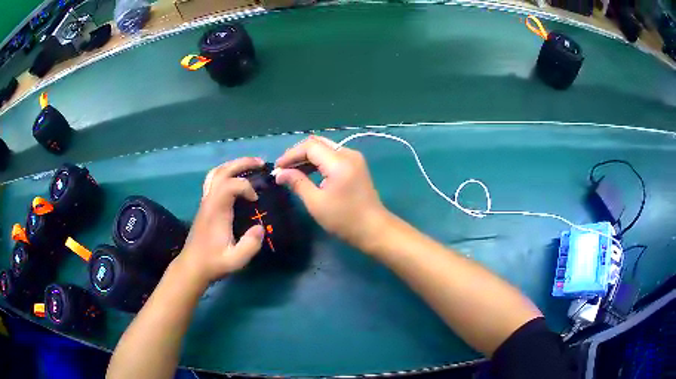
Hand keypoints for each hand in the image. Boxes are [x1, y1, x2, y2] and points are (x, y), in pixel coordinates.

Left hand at [176, 157, 264, 286]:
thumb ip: (250, 245)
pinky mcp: (205, 205)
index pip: (230, 185)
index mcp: (216, 211)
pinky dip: (227, 173)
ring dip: (233, 165)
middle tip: (261, 163)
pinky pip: (214, 181)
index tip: (256, 200)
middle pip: (222, 171)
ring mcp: (205, 202)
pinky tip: (237, 180)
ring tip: (250, 166)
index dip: (246, 187)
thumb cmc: (213, 263)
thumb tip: (261, 228)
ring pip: (215, 173)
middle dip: (242, 163)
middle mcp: (209, 201)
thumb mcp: (235, 260)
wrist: (192, 266)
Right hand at [275, 135, 391, 251]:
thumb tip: (279, 174)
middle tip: (283, 168)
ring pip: (325, 149)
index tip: (277, 168)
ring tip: (292, 172)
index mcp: (339, 162)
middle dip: (298, 154)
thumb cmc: (344, 219)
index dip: (291, 154)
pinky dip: (319, 162)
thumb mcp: (316, 202)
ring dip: (308, 158)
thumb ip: (297, 183)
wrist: (373, 229)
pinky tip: (308, 173)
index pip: (310, 146)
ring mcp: (354, 159)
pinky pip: (333, 156)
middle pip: (318, 143)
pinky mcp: (356, 166)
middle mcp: (348, 154)